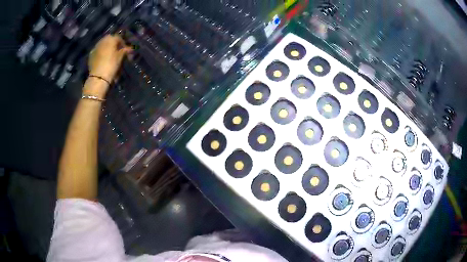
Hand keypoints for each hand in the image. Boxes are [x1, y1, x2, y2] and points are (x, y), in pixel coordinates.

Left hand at [88, 34, 131, 83]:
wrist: (98, 77)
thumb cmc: (111, 64)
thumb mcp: (121, 57)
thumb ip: (125, 50)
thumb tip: (129, 48)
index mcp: (110, 39)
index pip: (119, 38)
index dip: (123, 44)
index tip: (126, 51)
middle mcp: (102, 41)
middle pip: (110, 41)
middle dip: (114, 45)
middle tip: (118, 53)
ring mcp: (95, 48)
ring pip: (103, 46)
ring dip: (107, 49)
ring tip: (110, 57)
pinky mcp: (91, 55)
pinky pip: (98, 52)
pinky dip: (101, 54)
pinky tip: (103, 60)